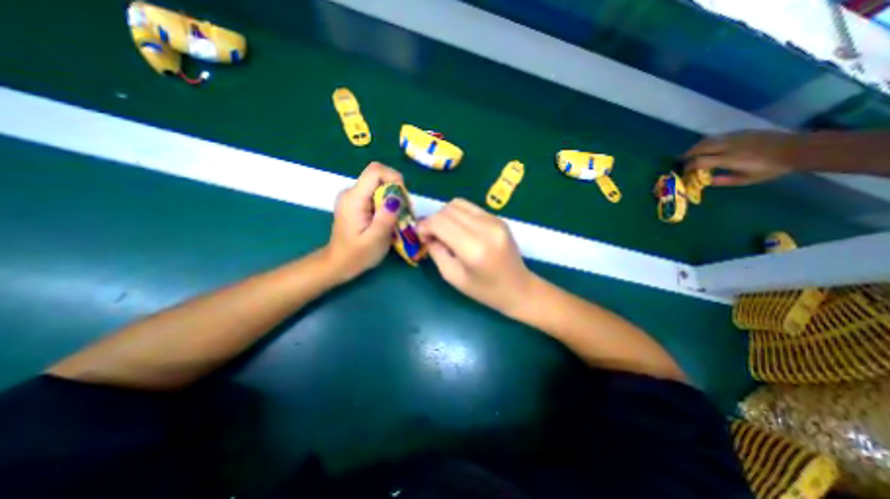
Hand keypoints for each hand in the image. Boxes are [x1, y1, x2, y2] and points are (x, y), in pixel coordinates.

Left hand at [325, 162, 403, 282]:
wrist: (338, 264)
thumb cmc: (357, 255)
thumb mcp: (376, 239)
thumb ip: (386, 217)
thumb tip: (396, 196)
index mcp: (354, 198)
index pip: (375, 171)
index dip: (394, 178)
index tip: (403, 198)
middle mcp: (351, 192)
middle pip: (379, 177)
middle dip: (396, 191)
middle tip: (403, 212)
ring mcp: (353, 197)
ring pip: (379, 185)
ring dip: (393, 198)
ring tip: (398, 218)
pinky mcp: (356, 203)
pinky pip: (376, 194)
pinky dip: (386, 203)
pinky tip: (389, 219)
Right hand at [416, 200, 531, 315]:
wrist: (518, 288)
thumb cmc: (485, 290)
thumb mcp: (453, 277)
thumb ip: (437, 252)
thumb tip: (427, 234)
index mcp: (474, 248)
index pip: (440, 222)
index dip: (425, 226)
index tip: (421, 236)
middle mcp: (486, 228)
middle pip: (448, 210)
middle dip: (433, 220)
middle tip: (431, 236)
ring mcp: (494, 221)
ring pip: (458, 204)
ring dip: (445, 215)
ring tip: (445, 232)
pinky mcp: (498, 218)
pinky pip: (471, 208)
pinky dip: (459, 215)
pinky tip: (459, 229)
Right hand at [684, 131, 800, 186]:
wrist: (798, 149)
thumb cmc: (771, 168)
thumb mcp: (746, 180)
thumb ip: (723, 180)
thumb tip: (705, 181)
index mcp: (728, 159)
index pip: (698, 161)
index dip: (687, 166)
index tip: (683, 171)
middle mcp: (728, 146)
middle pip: (699, 148)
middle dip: (687, 154)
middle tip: (680, 161)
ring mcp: (735, 137)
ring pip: (707, 140)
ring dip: (695, 147)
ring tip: (691, 154)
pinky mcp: (741, 132)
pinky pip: (718, 136)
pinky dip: (708, 142)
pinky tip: (709, 147)